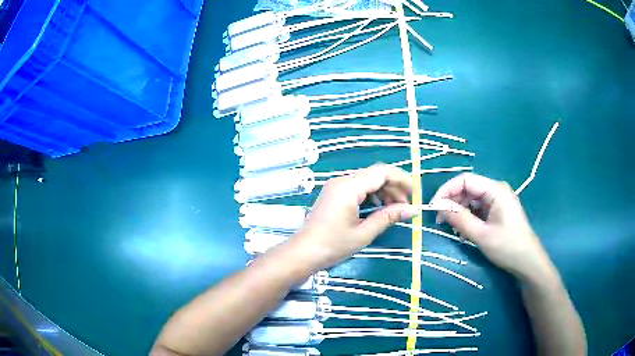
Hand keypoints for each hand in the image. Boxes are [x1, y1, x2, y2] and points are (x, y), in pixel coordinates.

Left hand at [291, 164, 417, 270]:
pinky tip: (378, 208)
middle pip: (375, 174)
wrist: (303, 253)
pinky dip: (372, 195)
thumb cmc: (333, 245)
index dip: (402, 180)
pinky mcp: (334, 193)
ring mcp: (336, 186)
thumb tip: (413, 210)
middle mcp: (342, 181)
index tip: (415, 194)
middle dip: (394, 187)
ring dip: (384, 191)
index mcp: (349, 187)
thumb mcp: (364, 233)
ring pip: (367, 180)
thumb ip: (389, 217)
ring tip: (394, 209)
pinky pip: (358, 187)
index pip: (382, 172)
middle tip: (406, 206)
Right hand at [431, 173, 555, 281]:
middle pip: (468, 188)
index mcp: (495, 190)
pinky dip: (468, 217)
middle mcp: (496, 190)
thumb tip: (439, 206)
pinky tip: (464, 231)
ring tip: (453, 229)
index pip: (465, 180)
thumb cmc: (507, 247)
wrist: (527, 261)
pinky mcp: (498, 210)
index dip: (447, 190)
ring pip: (471, 199)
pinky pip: (478, 208)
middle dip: (452, 202)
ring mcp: (498, 200)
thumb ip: (460, 219)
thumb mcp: (481, 235)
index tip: (434, 208)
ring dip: (459, 211)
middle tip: (441, 222)